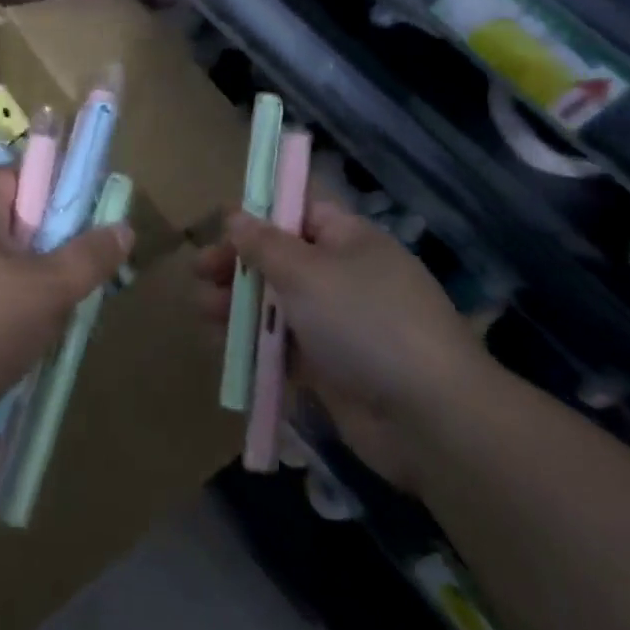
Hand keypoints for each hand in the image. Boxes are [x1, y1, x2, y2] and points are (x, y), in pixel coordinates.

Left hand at [0, 169, 131, 432]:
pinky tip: (21, 343)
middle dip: (50, 250)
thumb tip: (123, 227)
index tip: (85, 229)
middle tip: (77, 281)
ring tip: (54, 319)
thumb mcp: (47, 291)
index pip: (23, 176)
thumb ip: (88, 257)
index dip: (58, 194)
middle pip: (16, 223)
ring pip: (2, 265)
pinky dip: (5, 312)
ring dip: (32, 288)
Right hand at [197, 196, 489, 484]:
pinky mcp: (331, 369)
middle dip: (240, 265)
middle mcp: (344, 276)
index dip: (259, 216)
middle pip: (282, 260)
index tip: (220, 227)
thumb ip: (264, 245)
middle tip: (201, 273)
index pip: (299, 212)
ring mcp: (339, 325)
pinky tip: (225, 349)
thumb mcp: (306, 273)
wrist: (428, 416)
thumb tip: (235, 215)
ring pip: (278, 306)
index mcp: (348, 240)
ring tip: (205, 312)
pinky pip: (284, 349)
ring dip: (240, 307)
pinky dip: (256, 346)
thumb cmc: (364, 322)